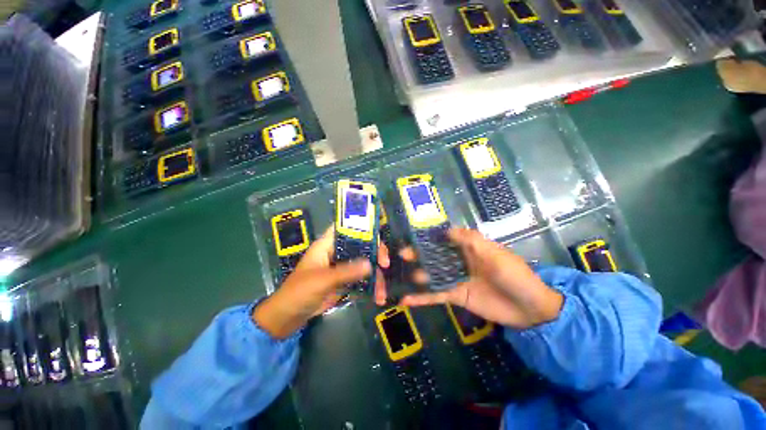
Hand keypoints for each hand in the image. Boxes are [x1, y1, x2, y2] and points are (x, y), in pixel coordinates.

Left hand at [253, 226, 389, 338]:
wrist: (287, 318)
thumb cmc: (299, 292)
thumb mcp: (322, 280)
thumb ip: (346, 272)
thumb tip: (371, 265)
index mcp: (327, 245)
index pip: (346, 228)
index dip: (362, 227)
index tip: (378, 235)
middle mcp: (336, 252)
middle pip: (360, 245)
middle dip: (375, 253)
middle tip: (386, 264)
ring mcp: (341, 267)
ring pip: (363, 264)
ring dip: (375, 276)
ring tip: (382, 292)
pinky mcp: (343, 281)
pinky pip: (361, 279)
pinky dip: (370, 287)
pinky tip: (378, 296)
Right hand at [387, 228, 562, 329]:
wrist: (530, 310)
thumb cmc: (515, 276)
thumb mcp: (496, 254)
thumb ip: (471, 241)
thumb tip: (447, 230)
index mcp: (470, 248)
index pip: (448, 238)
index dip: (432, 235)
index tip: (415, 234)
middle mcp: (460, 261)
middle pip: (436, 255)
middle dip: (419, 254)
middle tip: (403, 253)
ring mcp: (457, 279)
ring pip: (433, 274)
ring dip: (418, 274)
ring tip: (402, 274)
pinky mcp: (456, 296)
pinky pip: (436, 295)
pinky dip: (422, 298)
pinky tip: (406, 300)